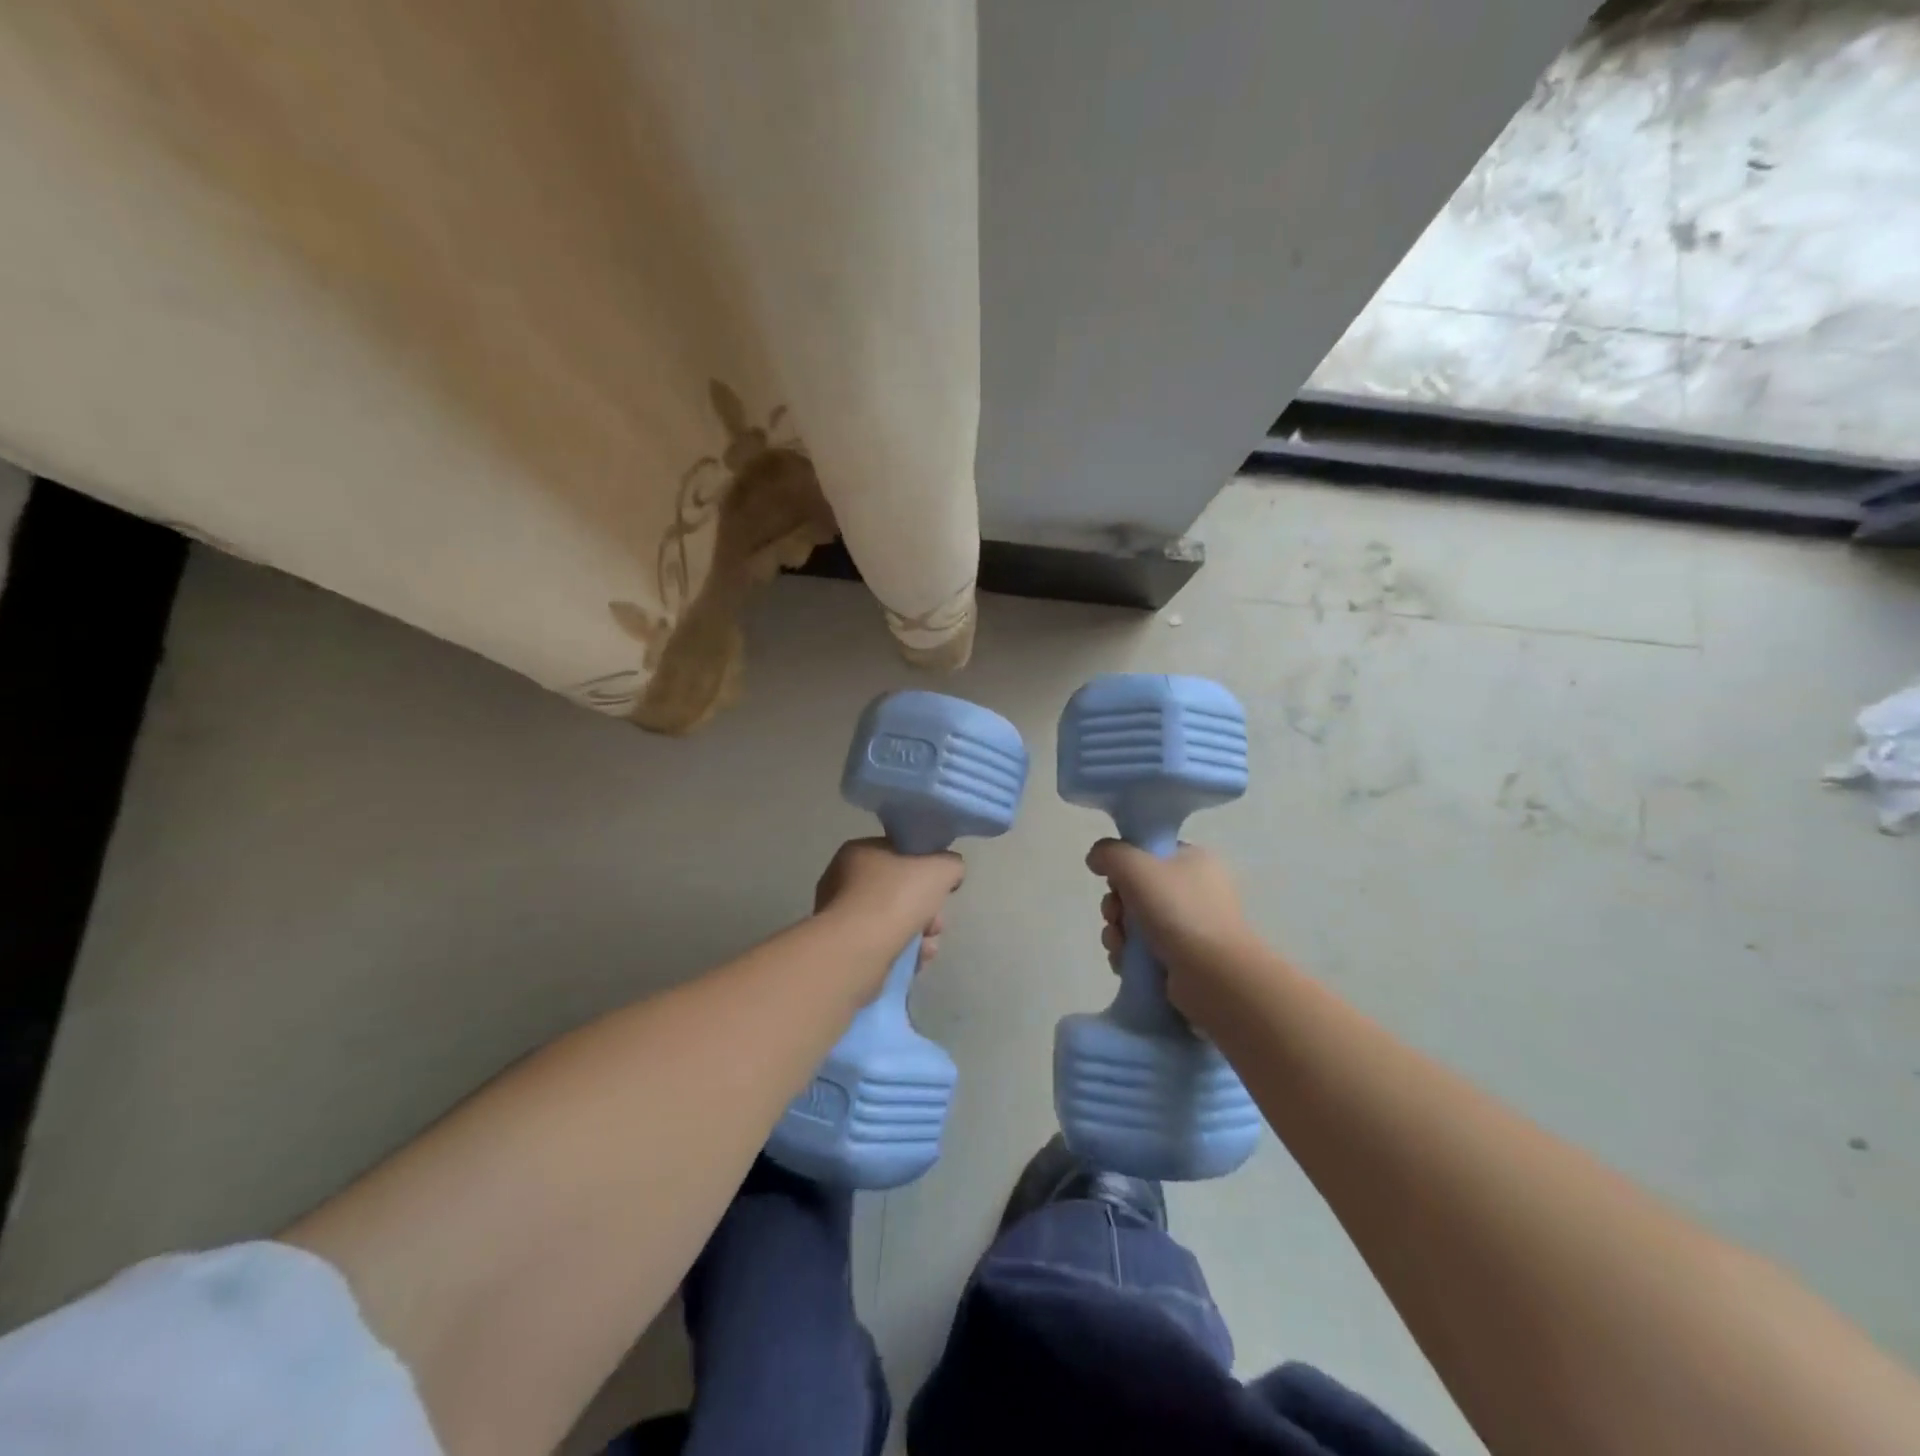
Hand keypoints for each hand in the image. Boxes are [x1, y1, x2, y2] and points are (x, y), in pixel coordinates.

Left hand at [814, 838, 963, 973]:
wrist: (858, 951)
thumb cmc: (896, 898)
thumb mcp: (940, 868)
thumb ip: (951, 864)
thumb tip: (950, 873)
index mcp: (860, 852)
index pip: (899, 853)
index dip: (926, 868)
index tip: (941, 887)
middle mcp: (844, 881)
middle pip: (900, 891)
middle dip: (927, 909)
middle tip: (937, 924)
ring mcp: (843, 917)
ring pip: (895, 921)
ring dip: (920, 934)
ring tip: (929, 948)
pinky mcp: (846, 948)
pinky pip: (883, 945)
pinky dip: (904, 952)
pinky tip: (917, 960)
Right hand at [1087, 839, 1256, 1018]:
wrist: (1214, 976)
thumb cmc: (1178, 911)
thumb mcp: (1136, 867)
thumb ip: (1110, 853)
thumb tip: (1096, 858)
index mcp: (1195, 861)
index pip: (1149, 854)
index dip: (1125, 866)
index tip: (1114, 880)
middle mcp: (1196, 891)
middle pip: (1137, 890)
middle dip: (1115, 905)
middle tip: (1114, 915)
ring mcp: (1191, 928)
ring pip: (1136, 922)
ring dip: (1117, 932)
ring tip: (1119, 945)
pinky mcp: (1183, 960)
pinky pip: (1143, 951)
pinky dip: (1128, 956)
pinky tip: (1124, 962)